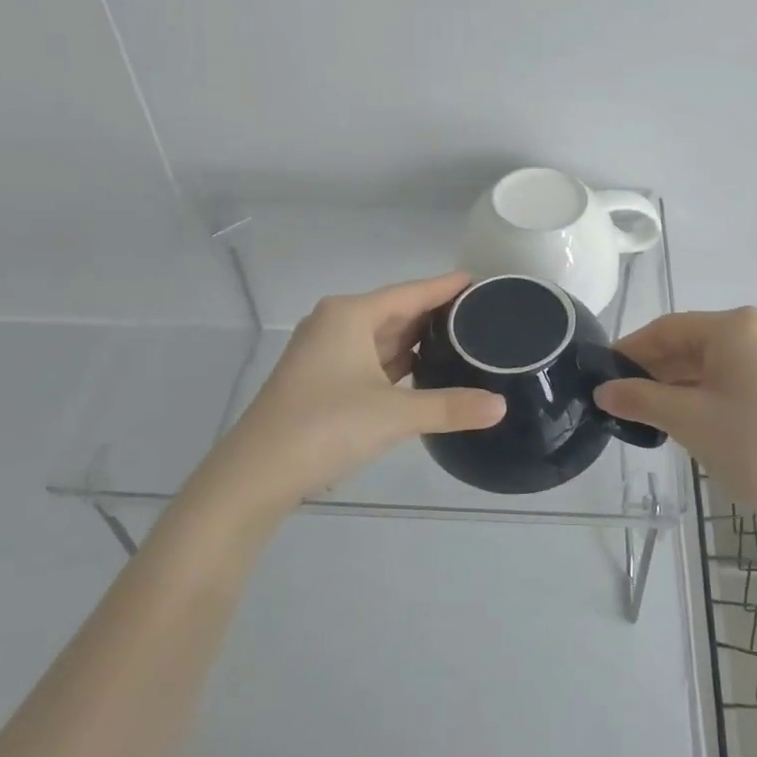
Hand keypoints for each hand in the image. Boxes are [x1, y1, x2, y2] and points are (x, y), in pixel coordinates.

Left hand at [192, 273, 505, 519]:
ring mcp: (325, 353)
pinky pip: (369, 359)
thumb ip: (449, 407)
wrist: (256, 475)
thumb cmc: (324, 427)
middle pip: (395, 311)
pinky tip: (423, 368)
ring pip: (380, 337)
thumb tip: (500, 406)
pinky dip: (396, 362)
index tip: (480, 281)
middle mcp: (335, 324)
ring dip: (415, 339)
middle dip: (434, 314)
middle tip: (480, 314)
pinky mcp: (321, 380)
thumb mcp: (393, 415)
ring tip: (460, 338)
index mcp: (350, 315)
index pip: (410, 292)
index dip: (445, 287)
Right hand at [594, 308, 756, 533]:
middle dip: (657, 367)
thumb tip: (603, 391)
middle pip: (694, 340)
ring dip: (682, 379)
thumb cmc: (753, 449)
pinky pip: (740, 371)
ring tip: (651, 408)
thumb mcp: (687, 421)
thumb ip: (639, 398)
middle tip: (624, 395)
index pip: (669, 328)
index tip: (604, 371)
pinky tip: (690, 411)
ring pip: (717, 358)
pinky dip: (711, 386)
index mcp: (737, 326)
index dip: (632, 349)